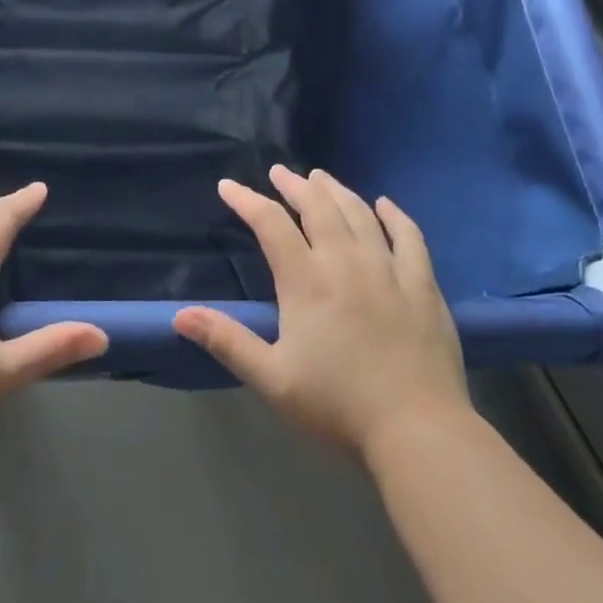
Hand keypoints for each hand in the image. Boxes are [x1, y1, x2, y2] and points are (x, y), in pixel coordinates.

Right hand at [173, 167, 469, 461]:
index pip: (271, 224)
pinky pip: (409, 236)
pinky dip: (395, 215)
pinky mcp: (423, 284)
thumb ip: (227, 341)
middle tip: (280, 172)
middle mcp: (346, 261)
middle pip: (318, 207)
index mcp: (306, 281)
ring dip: (337, 191)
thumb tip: (180, 315)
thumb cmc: (337, 407)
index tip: (228, 186)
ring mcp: (389, 269)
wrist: (418, 430)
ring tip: (321, 177)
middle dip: (294, 185)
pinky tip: (385, 205)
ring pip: (359, 214)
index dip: (247, 201)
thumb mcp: (272, 379)